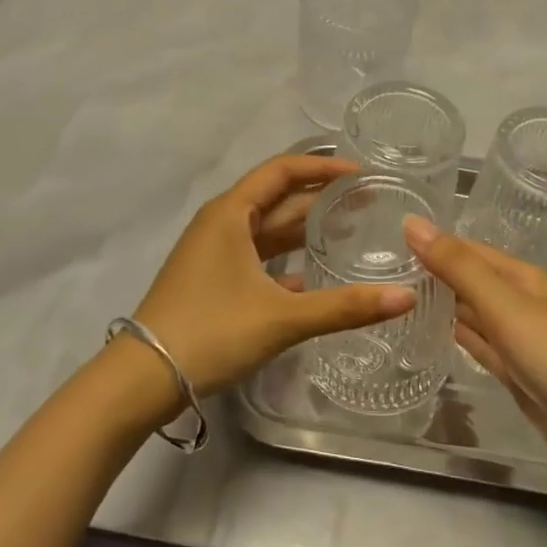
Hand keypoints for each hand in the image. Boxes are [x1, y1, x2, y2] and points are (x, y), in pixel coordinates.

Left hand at [130, 155, 416, 400]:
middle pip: (278, 198)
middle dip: (321, 197)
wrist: (141, 378)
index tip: (361, 173)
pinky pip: (257, 255)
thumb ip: (344, 307)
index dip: (323, 167)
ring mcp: (214, 251)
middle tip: (368, 202)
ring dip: (305, 228)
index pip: (283, 171)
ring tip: (350, 230)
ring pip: (268, 228)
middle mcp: (222, 222)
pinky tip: (315, 275)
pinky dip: (286, 259)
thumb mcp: (281, 317)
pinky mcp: (212, 278)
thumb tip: (405, 297)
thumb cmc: (210, 331)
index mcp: (232, 213)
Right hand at [405, 217, 546, 500]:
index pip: (469, 251)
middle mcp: (523, 304)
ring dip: (443, 305)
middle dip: (434, 273)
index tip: (388, 240)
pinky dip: (459, 338)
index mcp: (523, 279)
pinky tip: (434, 335)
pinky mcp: (521, 378)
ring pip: (475, 315)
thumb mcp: (506, 307)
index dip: (434, 243)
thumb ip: (458, 267)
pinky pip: (482, 348)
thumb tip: (412, 222)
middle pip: (472, 281)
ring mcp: (523, 343)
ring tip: (397, 297)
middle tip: (381, 269)